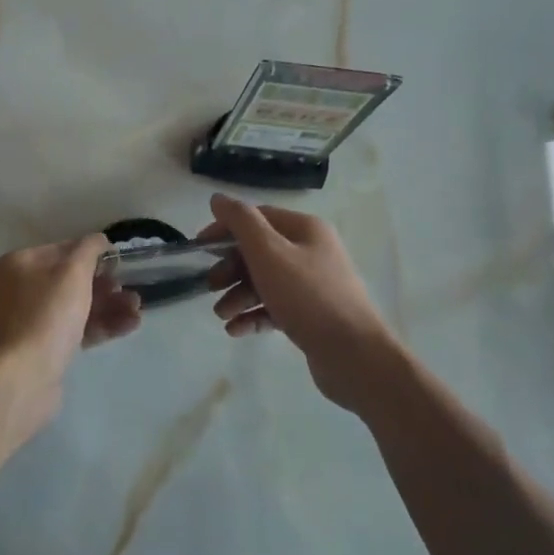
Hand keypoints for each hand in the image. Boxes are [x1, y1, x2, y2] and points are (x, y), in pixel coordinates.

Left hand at [0, 232, 142, 387]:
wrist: (23, 377)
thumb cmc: (47, 315)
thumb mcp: (73, 272)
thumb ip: (89, 249)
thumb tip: (99, 240)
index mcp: (18, 264)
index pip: (61, 250)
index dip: (92, 254)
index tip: (119, 263)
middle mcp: (18, 290)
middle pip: (69, 280)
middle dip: (105, 284)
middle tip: (131, 291)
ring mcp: (28, 322)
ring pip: (75, 307)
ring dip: (108, 306)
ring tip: (137, 310)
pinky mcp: (41, 350)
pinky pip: (74, 330)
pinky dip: (100, 326)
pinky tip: (129, 325)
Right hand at [199, 194, 404, 413]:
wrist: (354, 356)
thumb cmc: (308, 296)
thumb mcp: (269, 252)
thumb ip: (241, 222)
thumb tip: (218, 199)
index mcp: (305, 229)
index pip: (257, 218)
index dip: (225, 229)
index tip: (199, 249)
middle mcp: (311, 252)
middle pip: (259, 251)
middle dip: (230, 268)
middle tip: (209, 286)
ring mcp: (313, 286)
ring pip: (266, 282)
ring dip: (238, 295)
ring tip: (221, 315)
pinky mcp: (312, 316)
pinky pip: (276, 308)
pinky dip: (254, 316)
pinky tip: (236, 330)